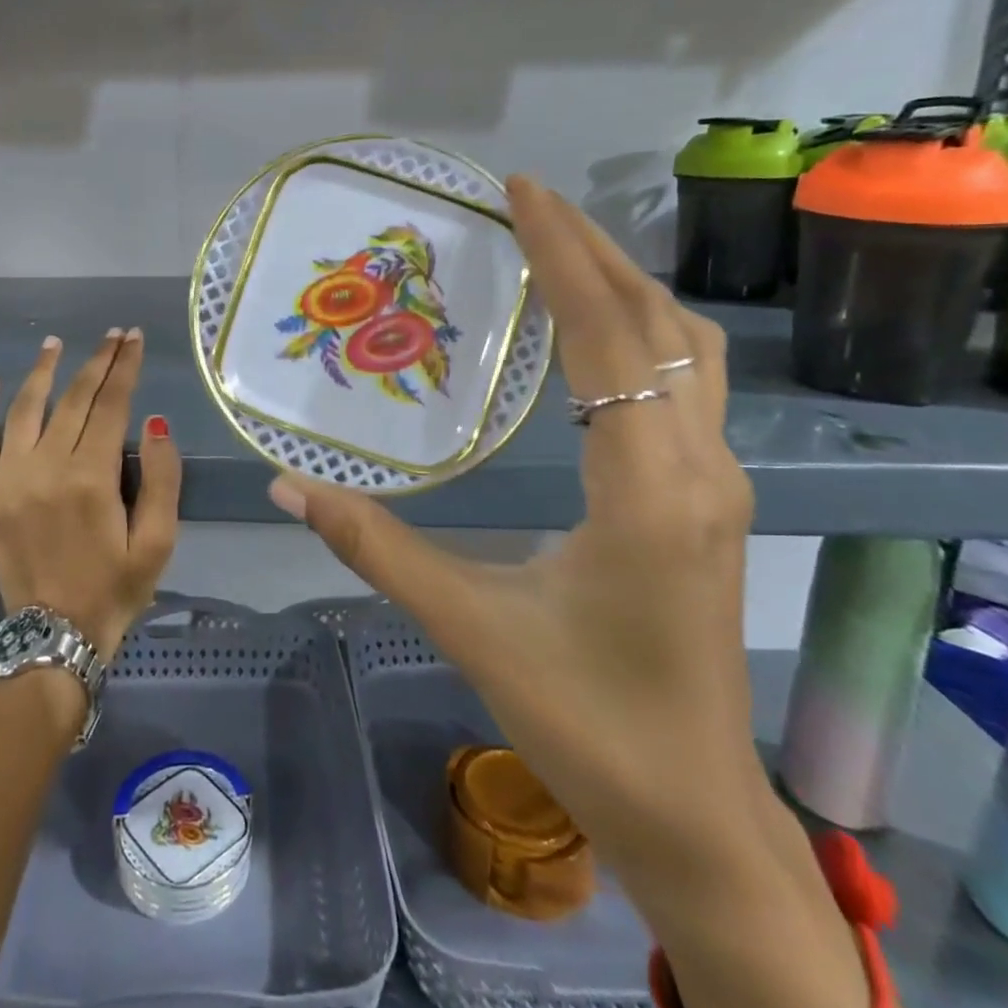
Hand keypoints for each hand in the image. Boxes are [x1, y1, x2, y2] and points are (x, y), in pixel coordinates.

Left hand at [0, 329, 181, 662]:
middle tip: (113, 335)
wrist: (54, 636)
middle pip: (74, 399)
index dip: (125, 367)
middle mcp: (46, 467)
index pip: (112, 404)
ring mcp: (8, 479)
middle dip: (97, 361)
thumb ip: (163, 478)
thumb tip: (155, 422)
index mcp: (91, 477)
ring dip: (42, 371)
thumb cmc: (115, 588)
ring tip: (55, 343)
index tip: (134, 338)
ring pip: (25, 409)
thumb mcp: (158, 541)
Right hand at [273, 179, 876, 1007]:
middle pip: (658, 323)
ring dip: (626, 288)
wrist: (695, 815)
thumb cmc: (585, 723)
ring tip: (558, 251)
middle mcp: (698, 467)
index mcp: (645, 488)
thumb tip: (289, 487)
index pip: (608, 335)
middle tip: (528, 203)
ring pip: (687, 350)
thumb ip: (375, 548)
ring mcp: (718, 483)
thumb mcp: (469, 627)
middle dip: (593, 250)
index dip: (564, 254)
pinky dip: (642, 333)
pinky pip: (687, 384)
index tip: (521, 192)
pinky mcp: (712, 500)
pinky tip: (594, 336)